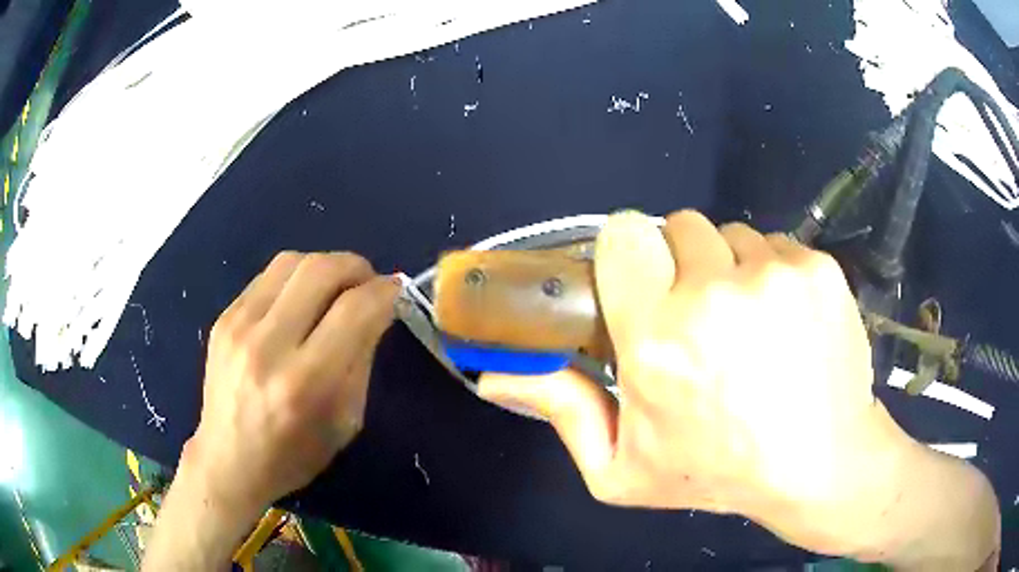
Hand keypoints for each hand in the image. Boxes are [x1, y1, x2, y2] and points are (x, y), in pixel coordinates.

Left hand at [185, 252, 398, 515]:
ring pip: (292, 261)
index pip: (354, 310)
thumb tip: (377, 309)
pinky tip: (299, 301)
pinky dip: (295, 280)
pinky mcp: (223, 318)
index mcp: (305, 383)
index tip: (395, 290)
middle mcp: (268, 345)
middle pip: (321, 270)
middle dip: (356, 267)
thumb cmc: (294, 455)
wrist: (229, 461)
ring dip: (325, 266)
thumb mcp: (345, 421)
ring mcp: (238, 326)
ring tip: (335, 288)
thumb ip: (362, 359)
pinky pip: (267, 277)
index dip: (384, 291)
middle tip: (368, 283)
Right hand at [479, 211, 914, 553]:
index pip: (625, 235)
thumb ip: (560, 411)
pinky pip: (778, 244)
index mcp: (657, 337)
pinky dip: (773, 273)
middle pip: (680, 226)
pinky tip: (786, 322)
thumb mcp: (622, 468)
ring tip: (749, 326)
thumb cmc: (718, 472)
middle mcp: (715, 292)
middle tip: (701, 317)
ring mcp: (775, 273)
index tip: (644, 286)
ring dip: (731, 269)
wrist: (820, 463)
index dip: (630, 255)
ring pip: (733, 235)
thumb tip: (494, 376)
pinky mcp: (818, 267)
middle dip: (682, 264)